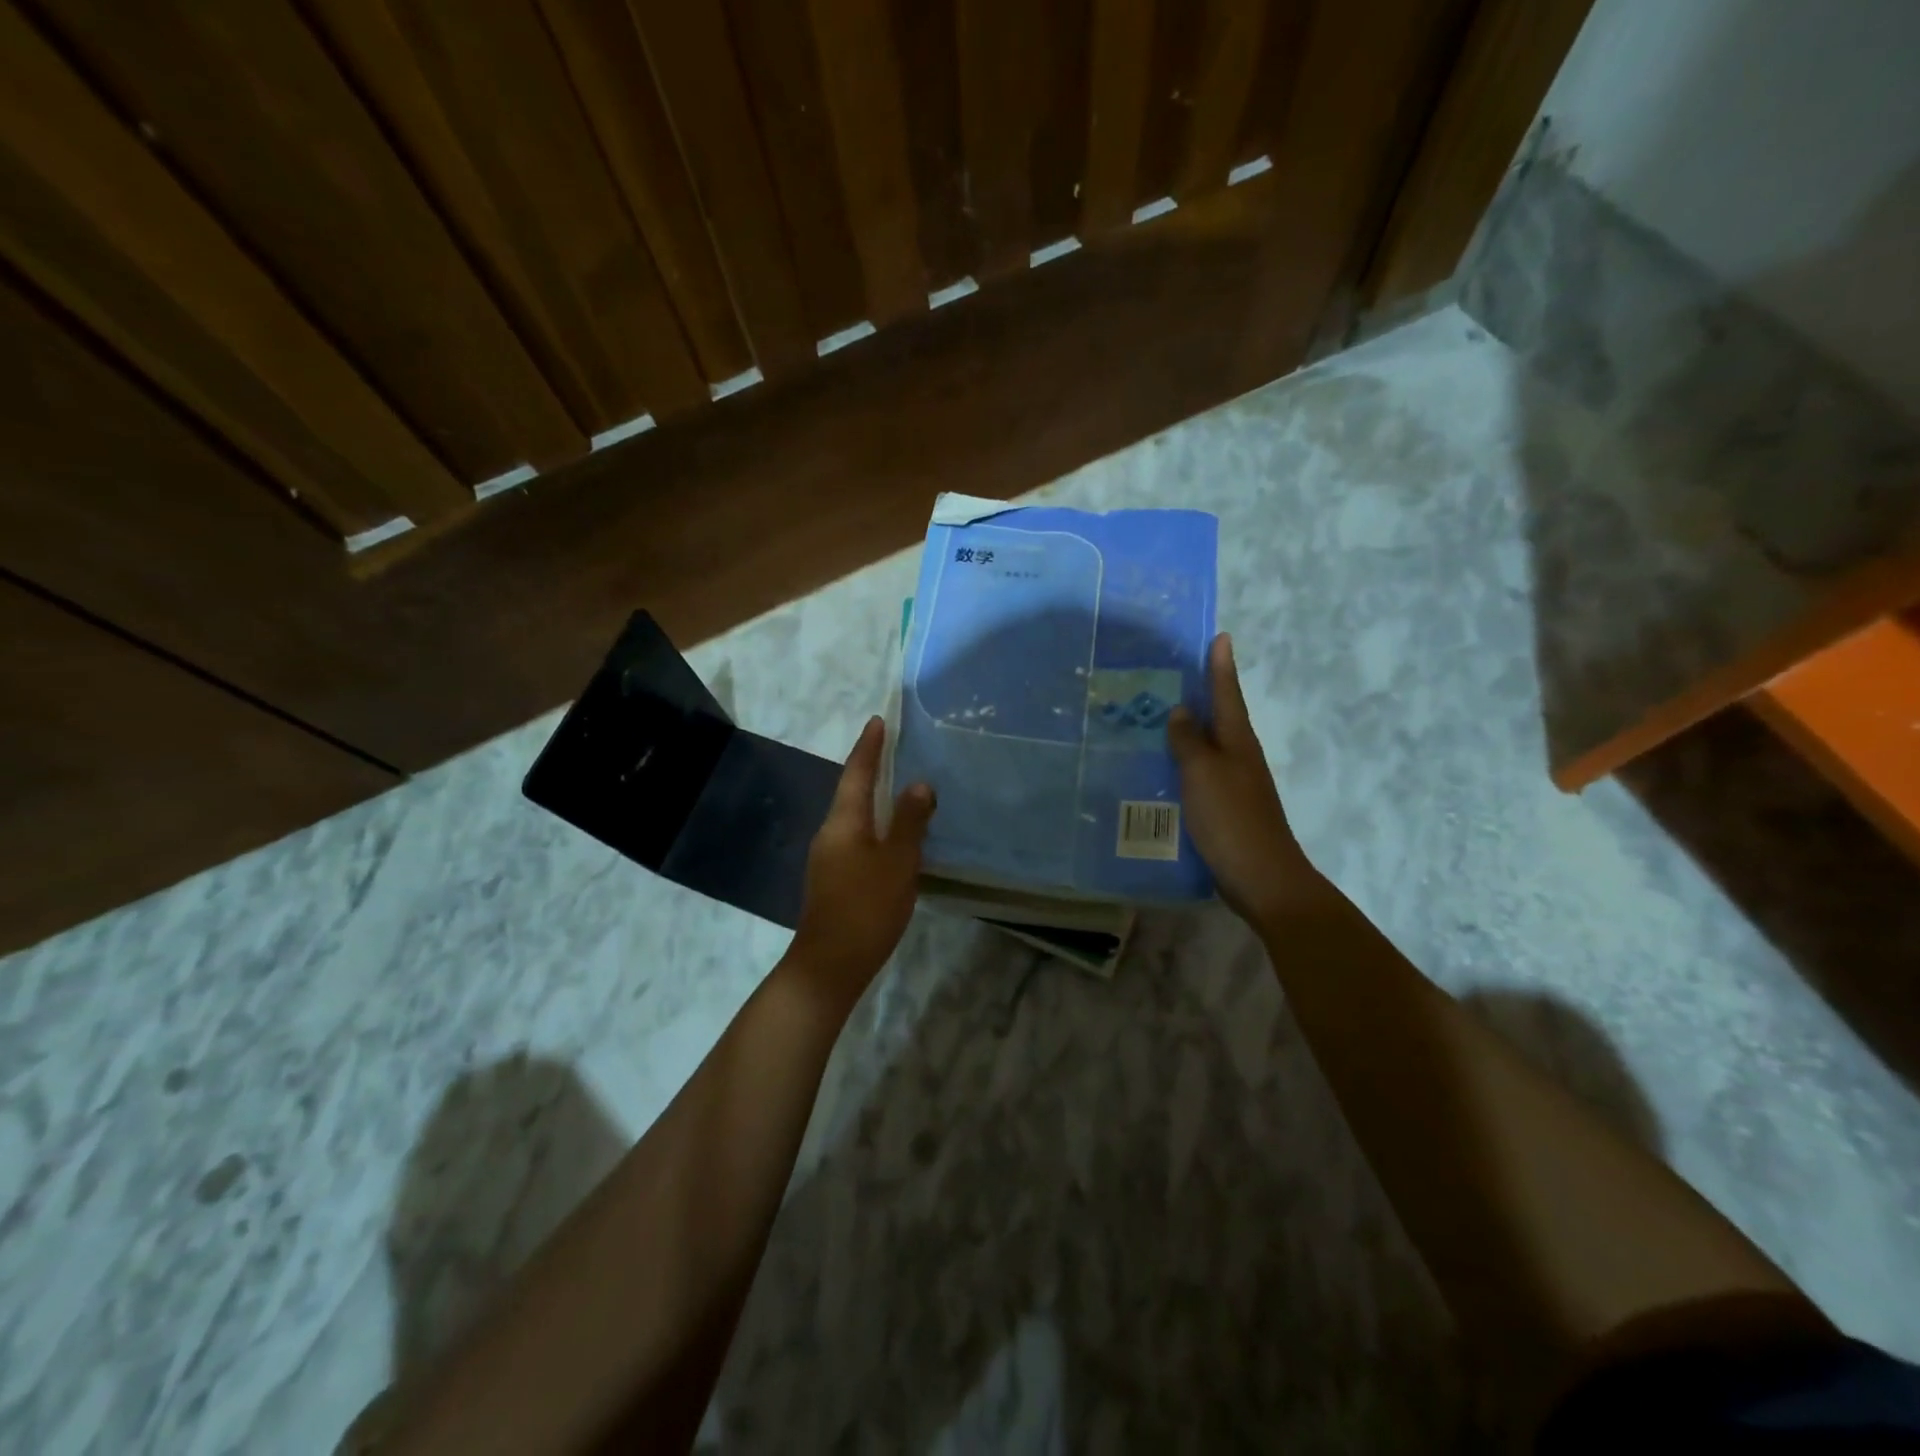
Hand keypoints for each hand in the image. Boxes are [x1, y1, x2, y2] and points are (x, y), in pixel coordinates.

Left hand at [788, 716, 935, 1010]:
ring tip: (898, 787)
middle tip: (893, 749)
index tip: (878, 721)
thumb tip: (918, 784)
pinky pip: (857, 838)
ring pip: (854, 817)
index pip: (857, 773)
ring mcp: (828, 858)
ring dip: (874, 798)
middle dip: (871, 769)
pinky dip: (875, 825)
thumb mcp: (897, 862)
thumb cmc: (866, 908)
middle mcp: (831, 833)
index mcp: (844, 822)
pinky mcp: (833, 879)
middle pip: (852, 792)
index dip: (869, 747)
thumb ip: (909, 822)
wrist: (829, 965)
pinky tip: (892, 835)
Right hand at [1167, 633, 1330, 928]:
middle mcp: (1239, 757)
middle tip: (1175, 672)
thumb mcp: (1203, 773)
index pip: (1227, 694)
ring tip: (1159, 717)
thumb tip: (1181, 710)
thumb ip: (1189, 741)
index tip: (1221, 636)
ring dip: (1189, 730)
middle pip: (1220, 717)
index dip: (1221, 666)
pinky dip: (1184, 763)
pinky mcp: (1225, 808)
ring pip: (1208, 746)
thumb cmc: (1231, 819)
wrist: (1261, 877)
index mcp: (1238, 742)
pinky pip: (1200, 774)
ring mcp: (1234, 784)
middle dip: (1202, 693)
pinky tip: (1163, 769)